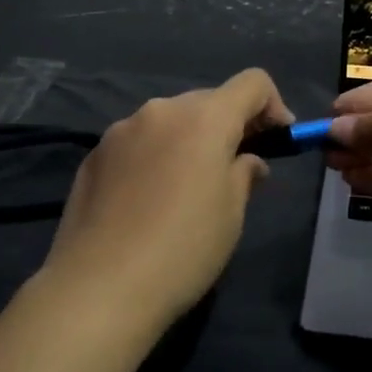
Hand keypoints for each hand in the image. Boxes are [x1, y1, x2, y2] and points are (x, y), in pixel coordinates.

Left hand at [38, 68, 292, 332]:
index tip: (277, 141)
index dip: (273, 106)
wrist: (99, 287)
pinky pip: (137, 142)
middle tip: (236, 167)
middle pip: (208, 101)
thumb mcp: (231, 214)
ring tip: (188, 186)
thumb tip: (247, 161)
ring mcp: (121, 130)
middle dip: (229, 125)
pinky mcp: (93, 155)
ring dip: (188, 140)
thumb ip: (244, 174)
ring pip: (169, 121)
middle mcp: (161, 110)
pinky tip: (148, 199)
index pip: (252, 83)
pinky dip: (155, 156)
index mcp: (204, 118)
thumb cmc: (183, 249)